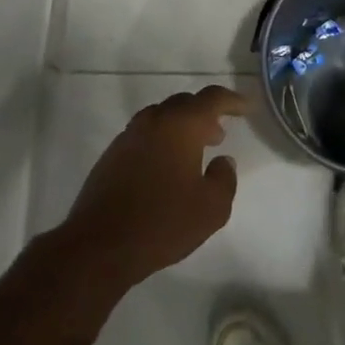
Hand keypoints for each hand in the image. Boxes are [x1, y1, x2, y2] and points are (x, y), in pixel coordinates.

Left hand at [60, 85, 246, 288]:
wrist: (99, 246)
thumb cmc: (163, 222)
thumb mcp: (212, 208)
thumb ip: (225, 178)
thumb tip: (223, 161)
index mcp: (180, 125)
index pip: (211, 98)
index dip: (232, 101)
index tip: (245, 108)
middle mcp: (153, 122)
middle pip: (183, 103)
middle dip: (204, 114)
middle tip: (218, 135)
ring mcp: (128, 137)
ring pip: (160, 117)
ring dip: (180, 127)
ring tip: (193, 151)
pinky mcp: (111, 156)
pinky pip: (144, 135)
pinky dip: (161, 141)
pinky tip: (165, 169)